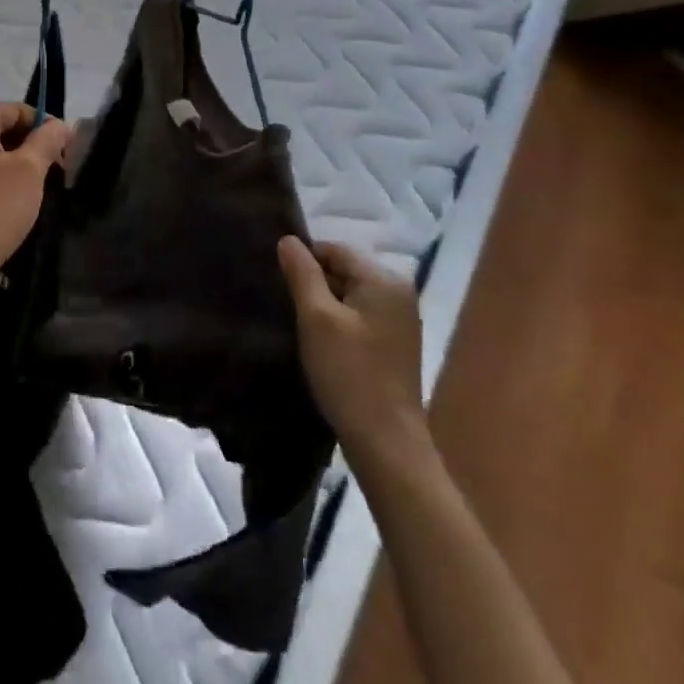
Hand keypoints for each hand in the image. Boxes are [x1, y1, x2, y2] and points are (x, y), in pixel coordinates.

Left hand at [0, 103, 68, 283]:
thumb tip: (59, 124)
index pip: (15, 109)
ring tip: (34, 188)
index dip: (44, 125)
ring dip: (13, 163)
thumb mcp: (29, 171)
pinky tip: (8, 200)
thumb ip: (47, 140)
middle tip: (54, 171)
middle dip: (29, 145)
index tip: (65, 150)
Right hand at [279, 238, 427, 466]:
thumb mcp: (316, 317)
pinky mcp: (396, 343)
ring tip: (304, 328)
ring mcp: (401, 319)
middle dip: (315, 284)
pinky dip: (340, 322)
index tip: (282, 287)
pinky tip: (325, 345)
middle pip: (344, 270)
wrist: (386, 443)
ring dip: (325, 305)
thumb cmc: (349, 373)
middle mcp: (399, 291)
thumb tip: (288, 239)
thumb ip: (302, 273)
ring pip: (350, 294)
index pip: (334, 249)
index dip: (304, 262)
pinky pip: (360, 315)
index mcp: (384, 278)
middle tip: (290, 309)